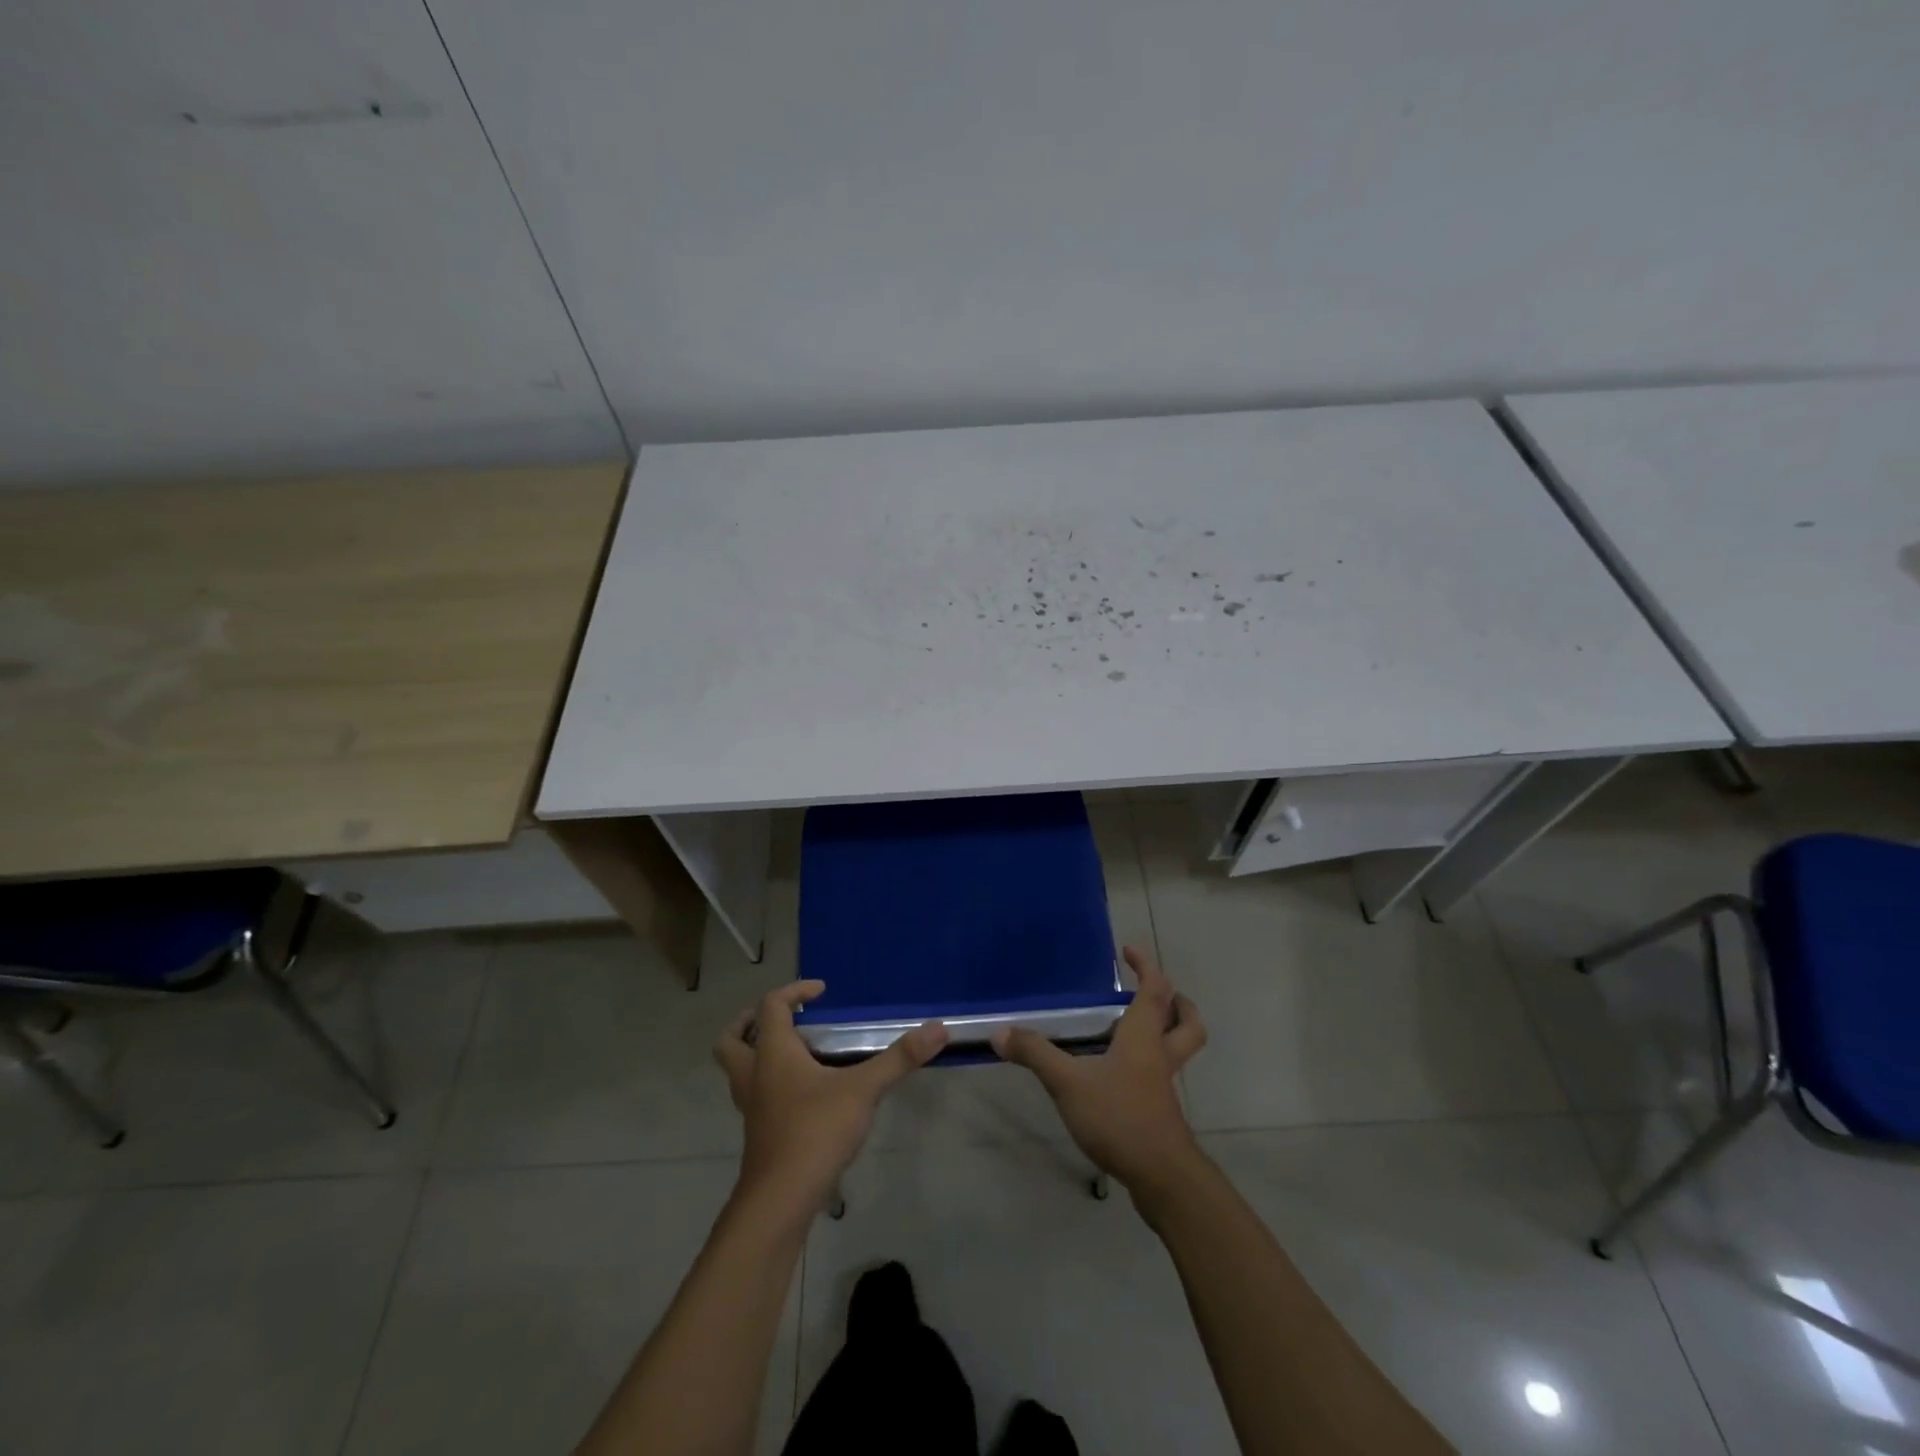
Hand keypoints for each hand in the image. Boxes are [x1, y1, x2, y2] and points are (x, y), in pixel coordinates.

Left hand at [714, 981, 946, 1217]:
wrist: (780, 1200)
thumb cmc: (815, 1131)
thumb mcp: (863, 1090)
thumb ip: (899, 1058)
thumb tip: (938, 1028)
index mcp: (773, 1053)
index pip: (771, 1006)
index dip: (794, 991)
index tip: (821, 992)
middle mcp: (754, 1074)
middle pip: (731, 1039)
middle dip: (749, 1022)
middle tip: (782, 1019)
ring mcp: (752, 1106)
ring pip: (738, 1070)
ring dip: (756, 1054)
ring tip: (795, 1053)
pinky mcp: (758, 1132)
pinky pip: (754, 1094)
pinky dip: (769, 1083)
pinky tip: (802, 1093)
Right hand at [992, 945, 1206, 1195]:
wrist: (1162, 1178)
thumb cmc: (1120, 1117)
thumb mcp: (1068, 1083)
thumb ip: (1035, 1055)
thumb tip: (1000, 1032)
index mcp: (1144, 1037)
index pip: (1154, 990)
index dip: (1146, 966)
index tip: (1129, 951)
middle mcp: (1160, 1056)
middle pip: (1186, 1022)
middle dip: (1179, 1003)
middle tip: (1159, 993)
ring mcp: (1163, 1087)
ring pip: (1179, 1050)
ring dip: (1169, 1033)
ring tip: (1138, 1030)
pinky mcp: (1161, 1114)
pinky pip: (1162, 1077)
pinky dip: (1151, 1065)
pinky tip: (1121, 1076)